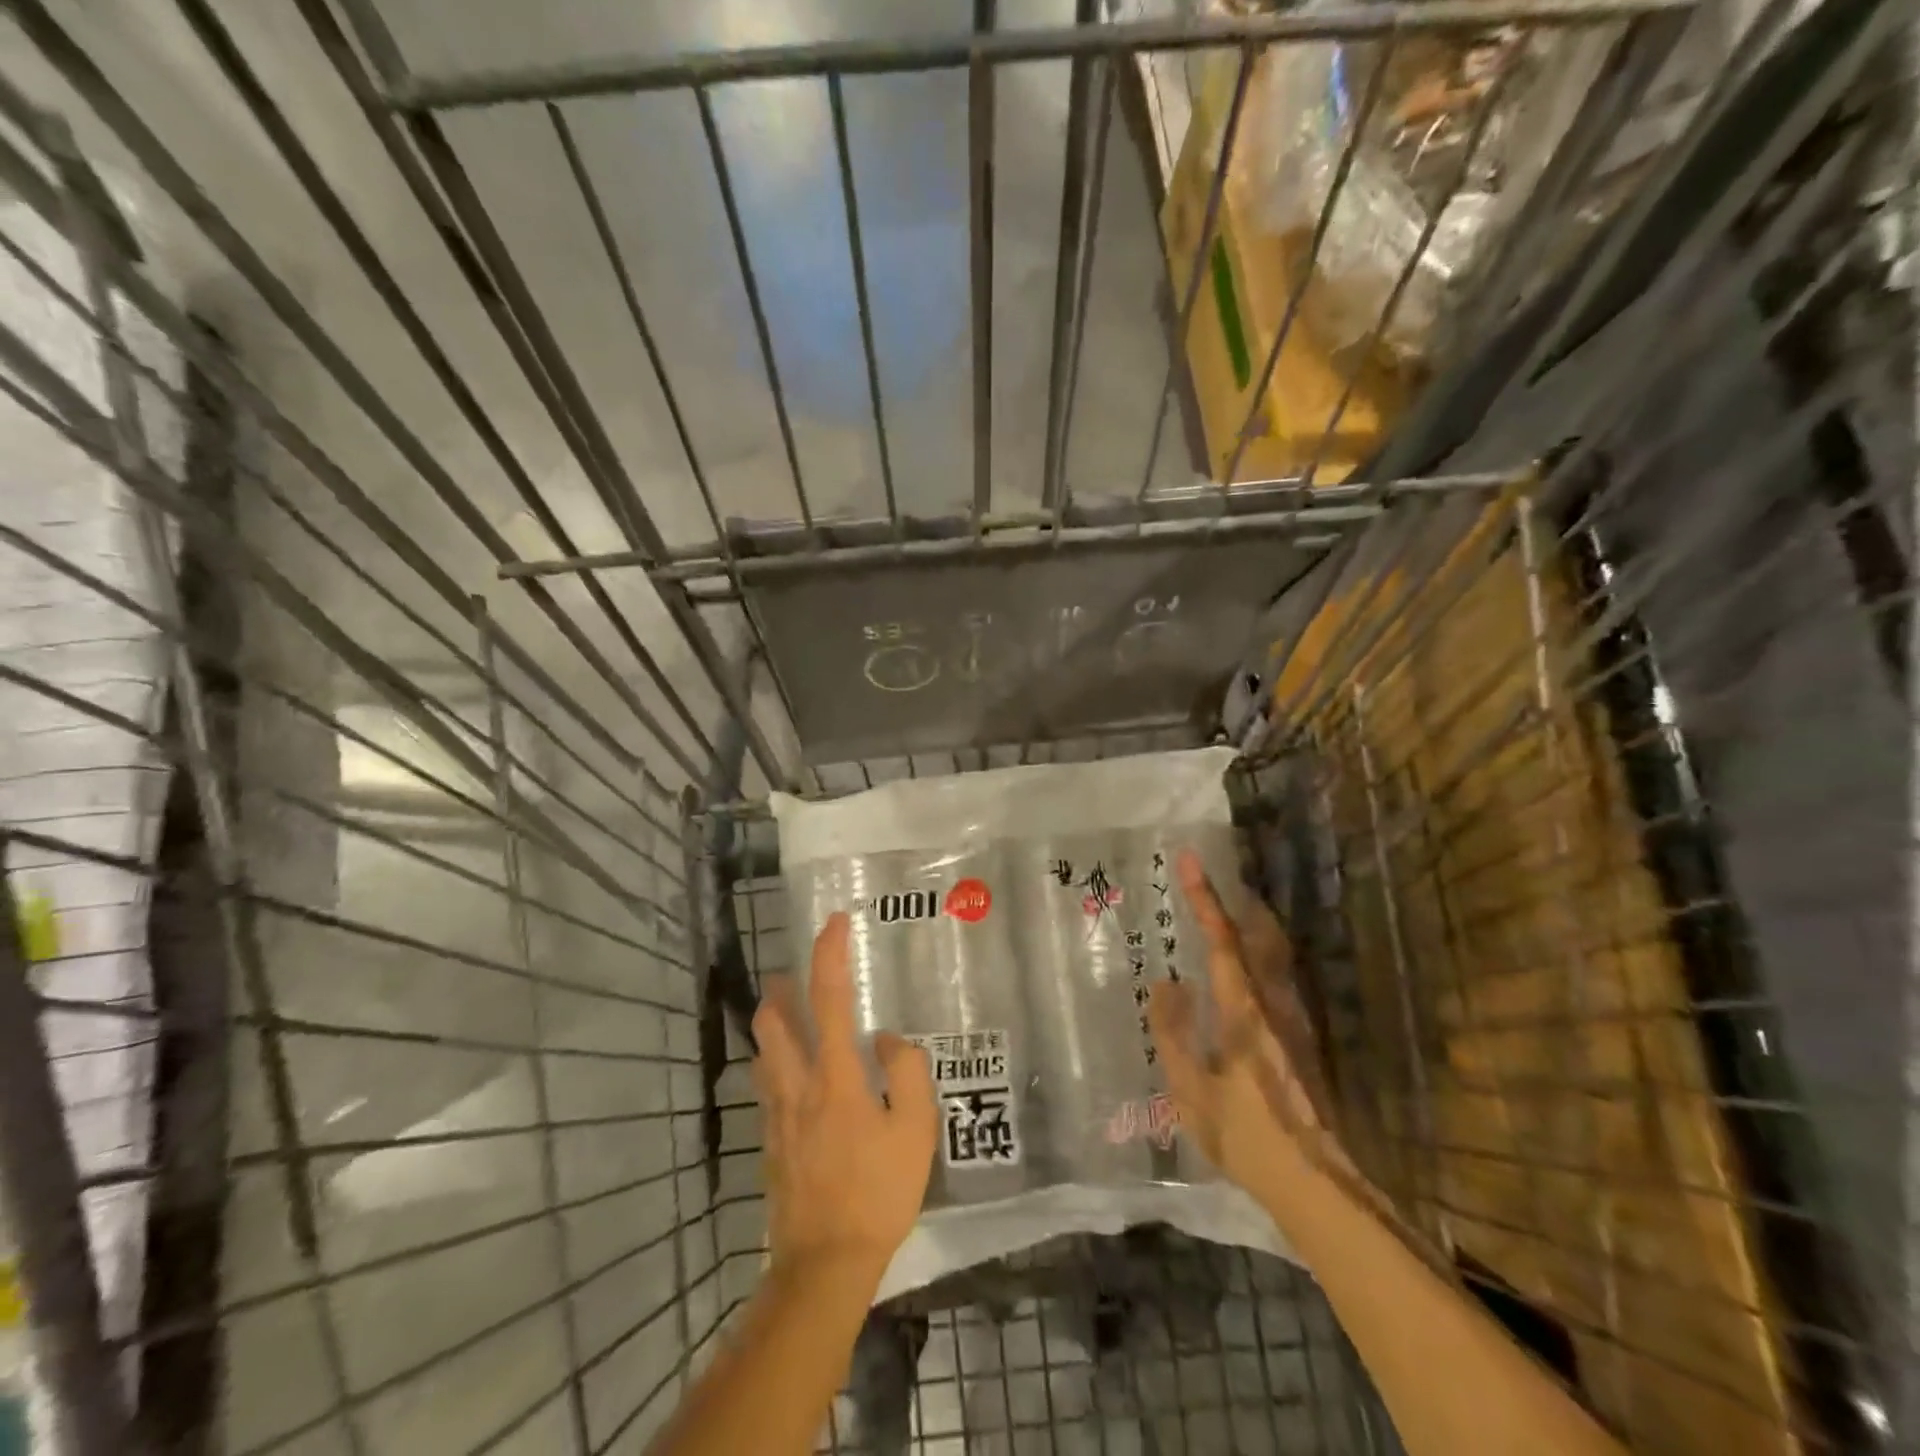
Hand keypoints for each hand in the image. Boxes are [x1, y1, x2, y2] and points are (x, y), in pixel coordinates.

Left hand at [751, 913, 937, 1282]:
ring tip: (791, 1014)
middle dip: (780, 986)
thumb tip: (883, 1039)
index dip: (829, 954)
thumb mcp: (916, 1130)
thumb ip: (906, 1071)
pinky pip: (764, 1084)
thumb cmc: (878, 1192)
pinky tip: (792, 1075)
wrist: (824, 1263)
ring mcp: (775, 1114)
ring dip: (772, 1022)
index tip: (835, 922)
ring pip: (761, 1050)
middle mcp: (797, 1085)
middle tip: (797, 974)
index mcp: (835, 1077)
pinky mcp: (767, 1140)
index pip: (827, 999)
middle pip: (771, 1019)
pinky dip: (773, 1062)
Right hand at [1149, 852, 1352, 1205]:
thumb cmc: (1245, 1137)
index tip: (1189, 860)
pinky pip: (1278, 979)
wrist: (1316, 1185)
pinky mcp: (1303, 1041)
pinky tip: (1245, 971)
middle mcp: (1275, 1005)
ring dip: (1250, 925)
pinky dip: (1259, 955)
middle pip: (1260, 937)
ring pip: (1275, 956)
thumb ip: (1173, 1033)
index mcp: (1244, 1012)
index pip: (1222, 941)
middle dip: (1235, 901)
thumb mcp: (1191, 1090)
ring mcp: (1295, 1022)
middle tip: (1210, 878)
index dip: (1204, 898)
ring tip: (1224, 911)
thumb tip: (1167, 981)